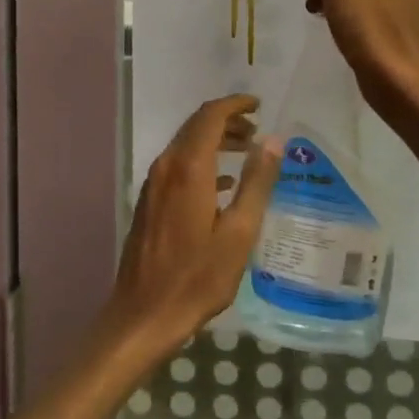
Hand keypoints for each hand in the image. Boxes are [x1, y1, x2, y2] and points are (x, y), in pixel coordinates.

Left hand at [107, 95, 281, 356]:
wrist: (144, 313)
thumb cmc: (198, 276)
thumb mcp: (239, 232)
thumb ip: (257, 182)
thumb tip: (274, 140)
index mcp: (189, 168)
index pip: (210, 116)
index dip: (235, 105)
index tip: (259, 105)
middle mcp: (166, 166)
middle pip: (196, 126)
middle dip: (227, 121)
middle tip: (258, 131)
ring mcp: (154, 184)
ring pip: (186, 145)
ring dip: (215, 141)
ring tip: (246, 152)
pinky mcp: (149, 201)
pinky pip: (178, 166)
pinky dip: (202, 162)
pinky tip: (223, 184)